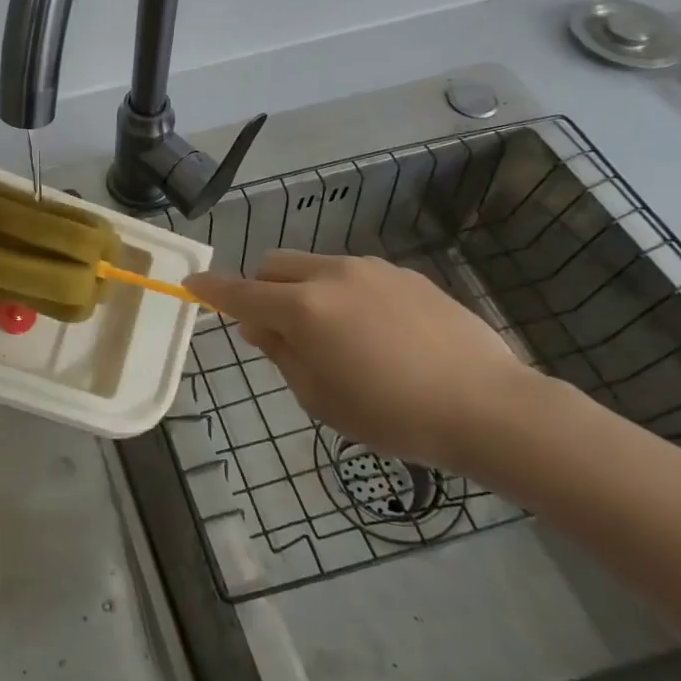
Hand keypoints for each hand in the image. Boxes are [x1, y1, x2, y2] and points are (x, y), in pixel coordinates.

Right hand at [184, 251, 541, 472]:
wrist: (489, 407)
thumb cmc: (393, 415)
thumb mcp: (321, 398)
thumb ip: (281, 354)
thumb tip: (258, 326)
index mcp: (303, 309)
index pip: (240, 292)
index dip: (211, 289)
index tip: (191, 284)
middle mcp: (331, 275)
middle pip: (274, 264)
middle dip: (262, 288)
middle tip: (279, 328)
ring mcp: (371, 269)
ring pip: (315, 265)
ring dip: (304, 289)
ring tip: (337, 335)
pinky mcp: (405, 274)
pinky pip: (355, 274)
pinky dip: (344, 293)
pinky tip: (378, 332)